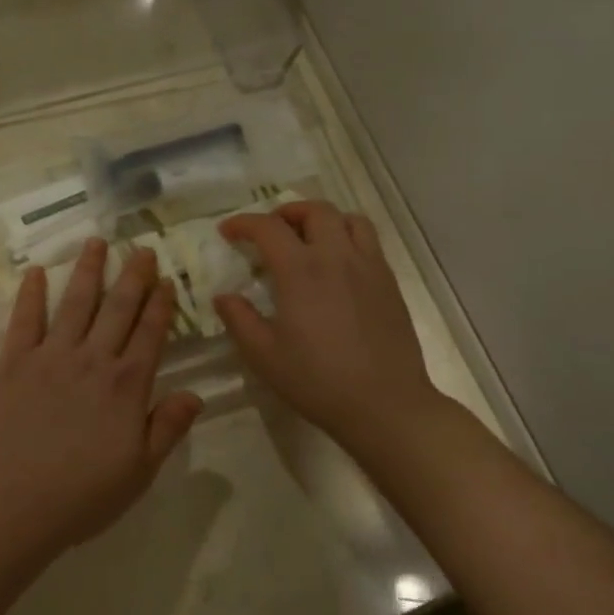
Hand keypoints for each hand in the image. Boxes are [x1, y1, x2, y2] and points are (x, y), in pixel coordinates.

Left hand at [0, 239, 203, 573]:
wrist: (13, 506)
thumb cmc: (82, 496)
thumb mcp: (139, 471)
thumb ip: (167, 428)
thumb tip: (196, 393)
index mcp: (126, 385)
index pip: (150, 333)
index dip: (160, 304)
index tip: (166, 279)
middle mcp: (92, 360)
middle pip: (117, 308)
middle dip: (132, 276)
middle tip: (141, 248)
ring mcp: (50, 357)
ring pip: (75, 303)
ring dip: (88, 271)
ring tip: (97, 242)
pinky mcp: (14, 363)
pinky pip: (24, 320)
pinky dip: (31, 295)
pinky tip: (37, 272)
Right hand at [215, 202, 444, 445]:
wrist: (385, 404)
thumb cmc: (318, 381)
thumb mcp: (264, 355)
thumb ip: (239, 320)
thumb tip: (224, 296)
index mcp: (301, 270)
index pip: (268, 227)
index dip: (243, 223)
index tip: (228, 232)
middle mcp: (336, 256)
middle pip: (314, 210)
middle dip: (287, 212)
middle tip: (271, 231)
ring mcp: (368, 266)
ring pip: (348, 219)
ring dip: (323, 219)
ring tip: (309, 238)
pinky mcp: (389, 282)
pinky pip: (369, 241)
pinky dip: (348, 237)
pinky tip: (338, 265)